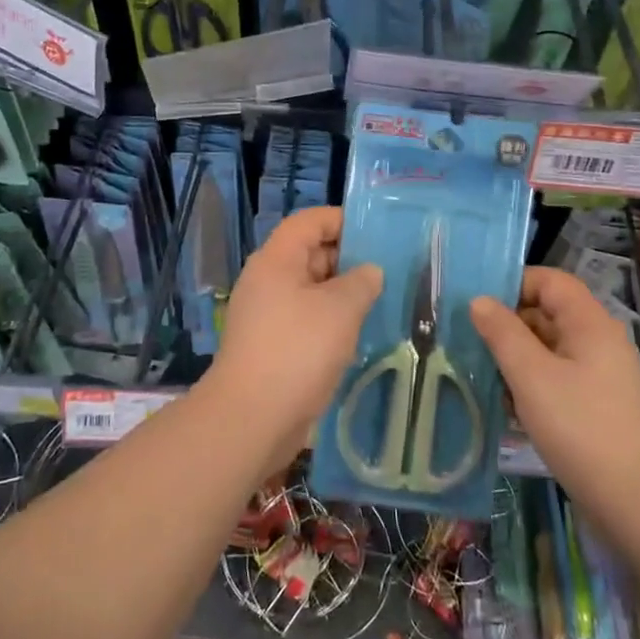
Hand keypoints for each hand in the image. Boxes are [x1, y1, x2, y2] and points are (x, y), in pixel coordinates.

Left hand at [206, 206, 382, 471]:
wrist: (251, 418)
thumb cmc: (297, 351)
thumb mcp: (340, 309)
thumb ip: (361, 282)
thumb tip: (369, 271)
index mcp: (277, 259)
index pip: (309, 221)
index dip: (341, 220)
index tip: (376, 234)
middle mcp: (267, 280)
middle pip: (309, 254)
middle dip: (347, 260)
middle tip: (388, 272)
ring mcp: (266, 314)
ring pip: (310, 290)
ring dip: (342, 295)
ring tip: (381, 303)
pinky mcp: (270, 345)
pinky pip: (305, 320)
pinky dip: (330, 322)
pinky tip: (358, 337)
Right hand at [471, 268, 639, 520]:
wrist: (635, 500)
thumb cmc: (580, 427)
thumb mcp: (531, 376)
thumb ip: (502, 333)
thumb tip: (479, 301)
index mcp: (590, 323)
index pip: (551, 281)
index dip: (515, 283)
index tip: (480, 304)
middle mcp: (598, 341)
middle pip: (548, 313)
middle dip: (509, 323)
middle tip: (470, 339)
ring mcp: (600, 375)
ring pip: (549, 348)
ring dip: (516, 356)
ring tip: (481, 372)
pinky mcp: (596, 404)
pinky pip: (557, 377)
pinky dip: (531, 382)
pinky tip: (506, 404)